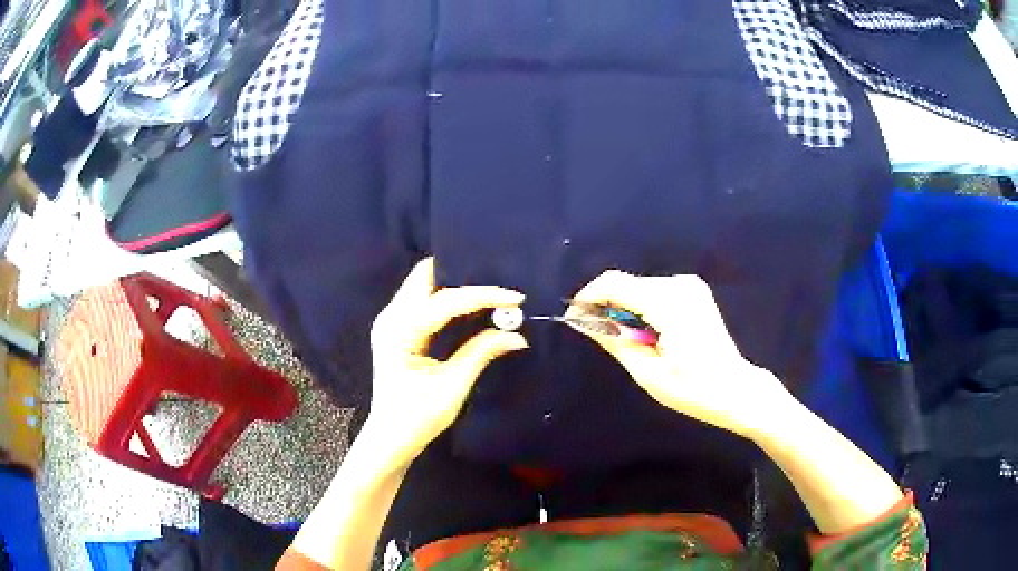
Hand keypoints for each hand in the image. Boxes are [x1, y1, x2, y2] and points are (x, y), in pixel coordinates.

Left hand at [366, 258, 528, 466]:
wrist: (389, 437)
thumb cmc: (418, 418)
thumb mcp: (453, 386)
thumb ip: (481, 353)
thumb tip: (517, 335)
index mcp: (400, 331)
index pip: (446, 301)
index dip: (483, 295)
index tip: (516, 297)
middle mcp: (391, 317)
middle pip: (425, 275)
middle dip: (462, 274)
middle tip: (497, 286)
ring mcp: (390, 320)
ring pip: (423, 282)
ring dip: (454, 283)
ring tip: (488, 292)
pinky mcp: (396, 326)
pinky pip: (421, 297)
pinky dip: (445, 295)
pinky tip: (468, 304)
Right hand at [570, 270, 791, 438]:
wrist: (736, 389)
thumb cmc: (694, 390)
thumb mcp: (648, 373)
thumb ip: (615, 341)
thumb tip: (585, 322)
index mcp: (669, 303)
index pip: (614, 283)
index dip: (587, 297)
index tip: (573, 318)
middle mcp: (680, 284)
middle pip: (626, 284)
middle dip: (605, 305)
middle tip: (596, 335)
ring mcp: (690, 285)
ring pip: (639, 287)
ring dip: (623, 308)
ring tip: (624, 340)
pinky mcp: (693, 291)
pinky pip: (654, 292)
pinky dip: (641, 308)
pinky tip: (645, 333)